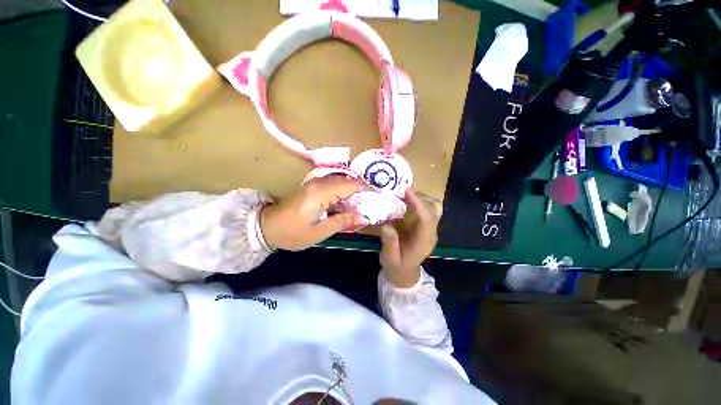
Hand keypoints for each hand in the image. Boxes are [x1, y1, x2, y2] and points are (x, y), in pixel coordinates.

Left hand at [260, 176, 365, 250]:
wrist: (267, 227)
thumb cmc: (292, 233)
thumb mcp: (320, 232)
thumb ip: (343, 222)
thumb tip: (363, 216)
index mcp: (322, 193)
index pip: (351, 185)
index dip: (367, 189)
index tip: (379, 197)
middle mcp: (320, 183)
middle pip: (348, 182)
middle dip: (362, 191)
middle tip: (374, 203)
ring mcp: (316, 183)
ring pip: (342, 183)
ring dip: (354, 192)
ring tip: (365, 204)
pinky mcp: (313, 187)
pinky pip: (334, 186)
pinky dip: (344, 194)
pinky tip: (349, 205)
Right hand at [379, 191, 441, 287]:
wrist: (404, 272)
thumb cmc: (397, 266)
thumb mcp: (390, 259)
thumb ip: (390, 244)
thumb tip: (387, 226)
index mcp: (424, 241)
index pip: (426, 219)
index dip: (417, 204)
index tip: (406, 191)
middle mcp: (430, 232)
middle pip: (433, 209)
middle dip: (418, 197)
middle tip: (400, 191)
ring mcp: (427, 227)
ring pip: (430, 206)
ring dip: (417, 197)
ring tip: (400, 193)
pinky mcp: (422, 225)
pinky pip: (422, 208)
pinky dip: (414, 201)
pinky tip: (401, 199)